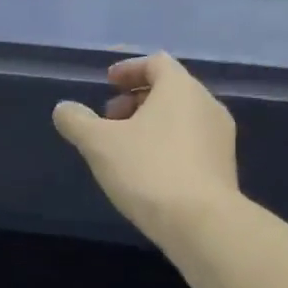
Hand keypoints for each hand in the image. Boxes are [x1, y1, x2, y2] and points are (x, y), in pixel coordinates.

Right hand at [52, 54, 238, 242]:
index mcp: (180, 88)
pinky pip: (192, 142)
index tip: (107, 83)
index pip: (156, 63)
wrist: (202, 224)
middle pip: (170, 89)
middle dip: (136, 99)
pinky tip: (147, 170)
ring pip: (181, 117)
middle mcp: (207, 105)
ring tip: (124, 147)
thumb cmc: (148, 170)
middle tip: (109, 118)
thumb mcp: (99, 144)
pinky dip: (167, 144)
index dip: (129, 70)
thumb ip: (77, 121)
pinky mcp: (224, 167)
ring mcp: (220, 137)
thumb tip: (63, 109)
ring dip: (151, 123)